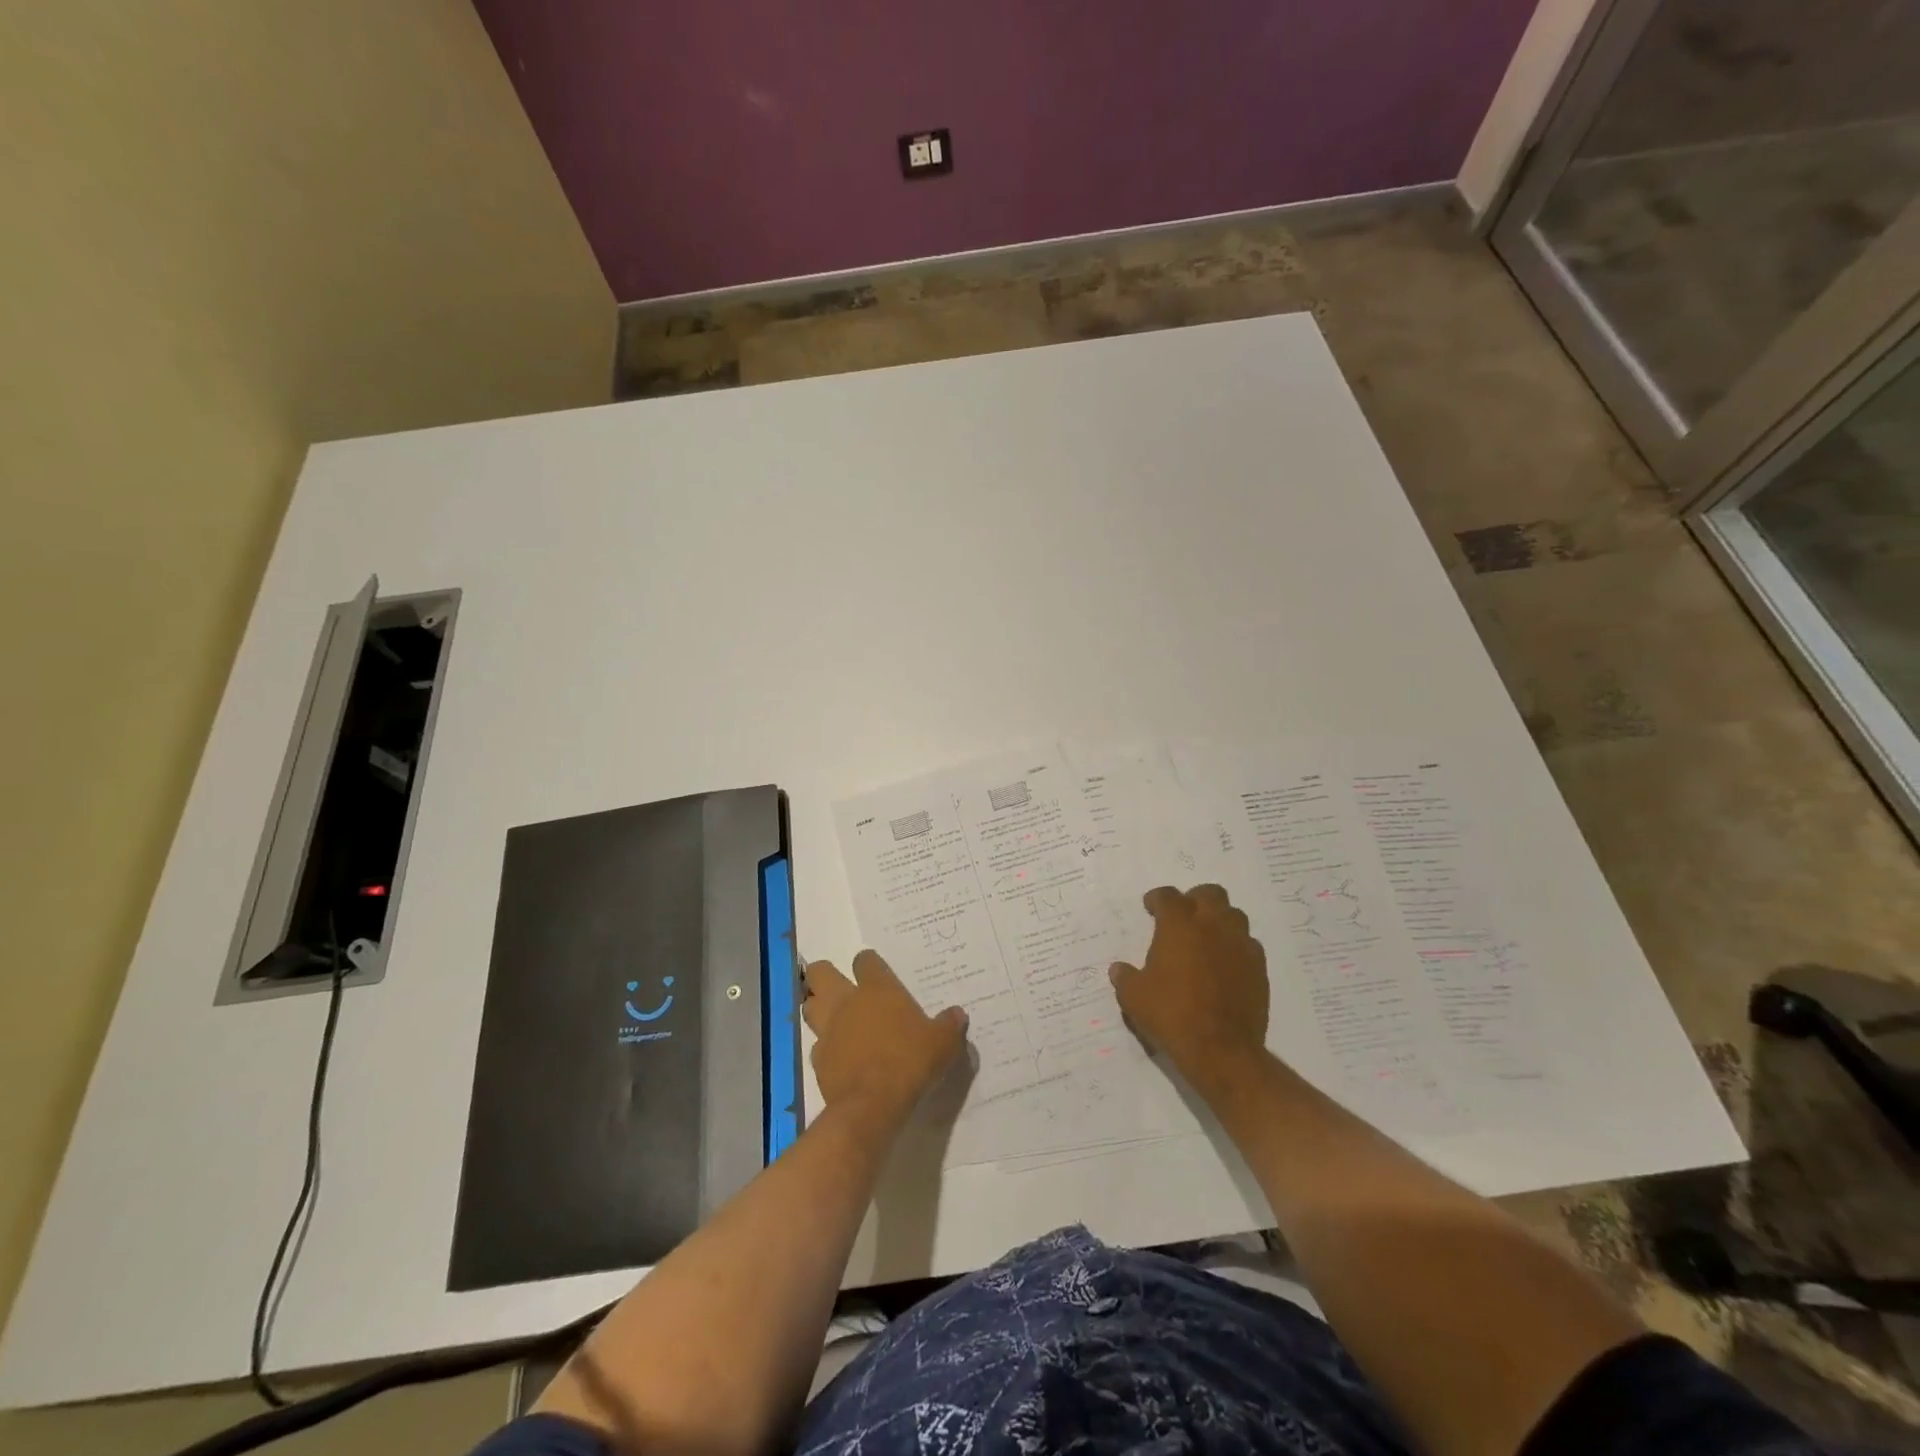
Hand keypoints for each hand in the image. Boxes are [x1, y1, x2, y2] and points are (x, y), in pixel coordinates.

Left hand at [803, 951, 967, 1128]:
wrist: (873, 1105)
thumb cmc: (910, 1062)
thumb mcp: (943, 1043)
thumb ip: (950, 1025)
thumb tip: (958, 1014)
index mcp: (877, 989)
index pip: (865, 960)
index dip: (869, 964)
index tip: (875, 972)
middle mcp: (847, 1002)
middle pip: (820, 972)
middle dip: (824, 975)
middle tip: (839, 986)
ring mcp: (828, 1029)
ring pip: (809, 1006)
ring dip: (817, 1008)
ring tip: (834, 1018)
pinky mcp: (818, 1059)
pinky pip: (816, 1045)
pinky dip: (825, 1048)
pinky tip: (839, 1057)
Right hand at [1109, 884, 1268, 1079]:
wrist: (1221, 1050)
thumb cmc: (1171, 1015)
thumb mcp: (1134, 997)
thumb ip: (1125, 977)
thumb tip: (1119, 970)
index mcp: (1179, 926)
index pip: (1168, 896)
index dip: (1157, 899)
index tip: (1151, 907)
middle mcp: (1213, 926)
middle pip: (1209, 893)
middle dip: (1194, 899)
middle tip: (1183, 917)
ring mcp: (1240, 946)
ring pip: (1234, 915)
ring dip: (1219, 919)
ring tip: (1206, 938)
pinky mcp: (1259, 968)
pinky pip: (1249, 944)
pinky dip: (1236, 947)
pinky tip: (1226, 964)